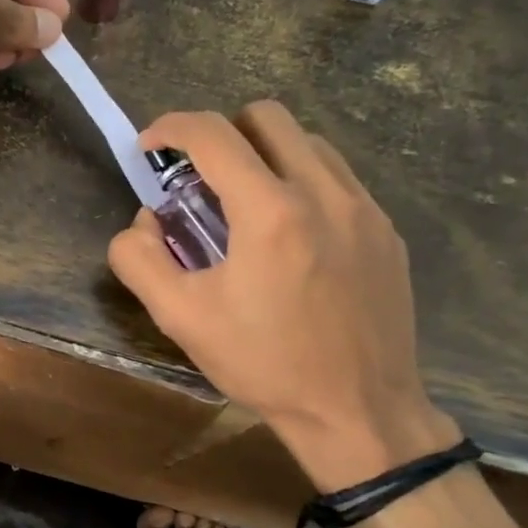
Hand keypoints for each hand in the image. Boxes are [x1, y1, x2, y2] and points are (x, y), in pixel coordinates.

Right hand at [107, 101, 459, 489]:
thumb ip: (140, 259)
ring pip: (308, 142)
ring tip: (247, 206)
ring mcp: (364, 209)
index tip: (150, 147)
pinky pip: (338, 178)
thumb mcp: (181, 318)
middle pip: (267, 116)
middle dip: (222, 133)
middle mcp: (323, 193)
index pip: (213, 133)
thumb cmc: (264, 365)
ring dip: (265, 155)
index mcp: (269, 212)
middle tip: (201, 179)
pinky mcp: (387, 231)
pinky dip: (302, 183)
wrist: (358, 412)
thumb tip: (142, 222)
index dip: (170, 127)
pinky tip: (291, 236)